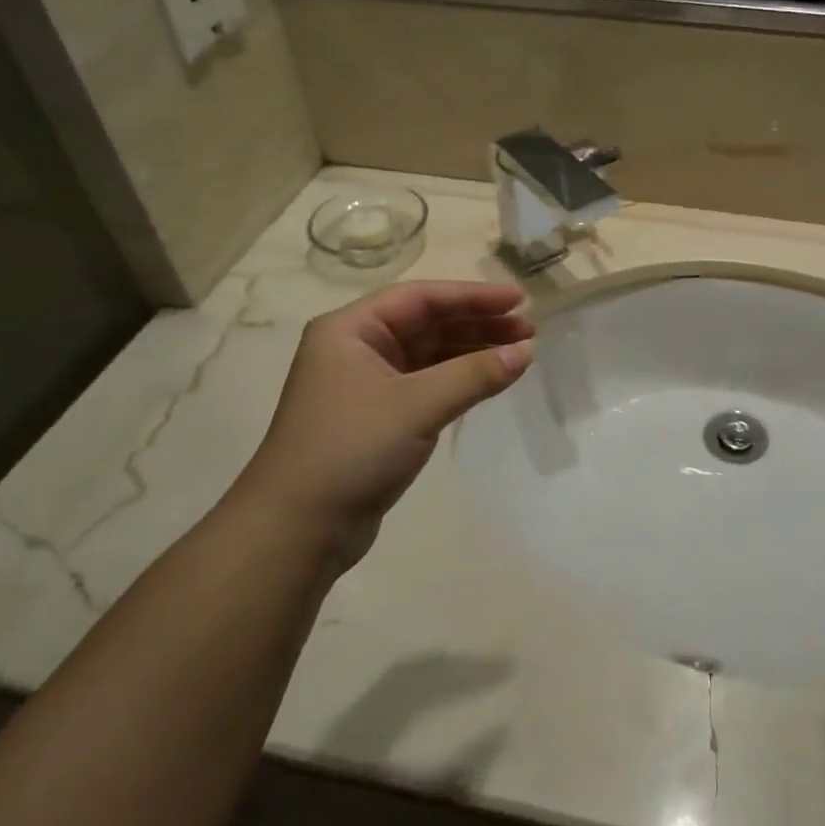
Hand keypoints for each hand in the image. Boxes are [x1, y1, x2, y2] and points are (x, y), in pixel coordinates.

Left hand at [240, 282, 533, 570]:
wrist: (296, 529)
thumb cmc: (351, 449)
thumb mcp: (417, 406)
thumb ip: (474, 374)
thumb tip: (526, 351)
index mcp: (350, 330)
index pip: (421, 298)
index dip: (472, 296)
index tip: (518, 299)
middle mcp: (356, 348)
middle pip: (426, 322)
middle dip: (477, 323)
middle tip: (528, 329)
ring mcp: (365, 384)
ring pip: (429, 354)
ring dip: (472, 351)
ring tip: (519, 352)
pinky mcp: (377, 417)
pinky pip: (426, 383)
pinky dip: (458, 379)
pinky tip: (489, 380)